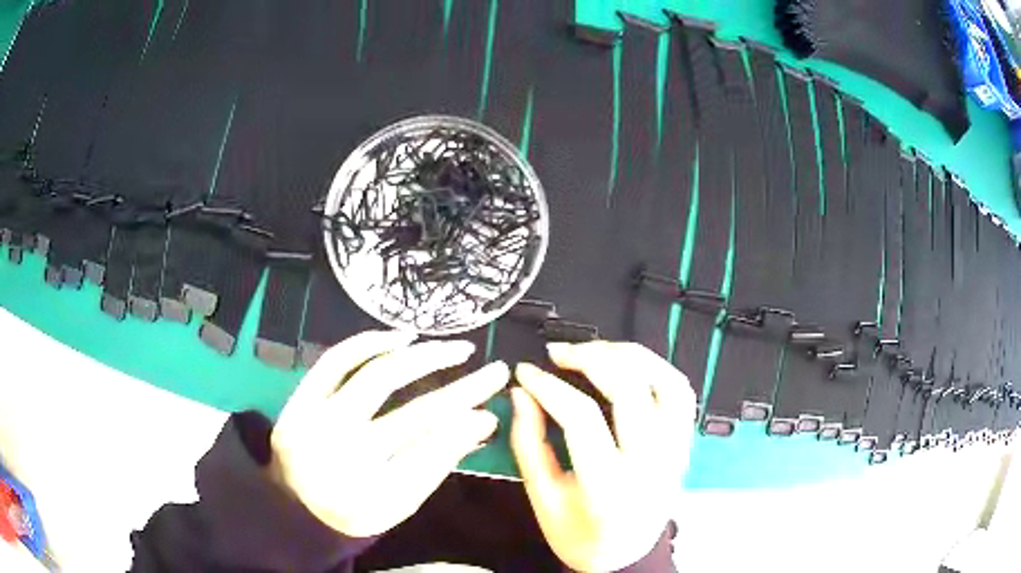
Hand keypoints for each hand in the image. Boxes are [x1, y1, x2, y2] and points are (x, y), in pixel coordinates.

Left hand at [271, 330, 508, 537]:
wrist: (295, 507)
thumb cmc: (353, 510)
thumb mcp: (401, 502)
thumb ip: (437, 462)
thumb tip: (481, 421)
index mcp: (372, 484)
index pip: (434, 445)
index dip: (468, 421)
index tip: (494, 403)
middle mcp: (344, 449)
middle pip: (412, 409)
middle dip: (461, 387)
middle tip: (492, 368)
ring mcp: (317, 418)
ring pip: (374, 375)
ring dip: (422, 357)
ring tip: (454, 348)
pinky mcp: (300, 398)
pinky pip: (335, 360)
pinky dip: (368, 343)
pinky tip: (400, 338)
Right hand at [510, 341, 694, 571]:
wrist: (625, 555)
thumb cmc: (579, 535)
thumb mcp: (542, 498)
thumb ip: (528, 444)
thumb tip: (521, 394)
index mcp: (607, 485)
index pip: (581, 416)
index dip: (548, 385)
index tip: (526, 372)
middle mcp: (649, 463)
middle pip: (629, 388)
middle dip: (590, 357)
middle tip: (559, 352)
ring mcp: (675, 451)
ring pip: (666, 382)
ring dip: (630, 355)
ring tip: (596, 350)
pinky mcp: (684, 445)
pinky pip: (682, 393)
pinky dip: (658, 368)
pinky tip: (631, 365)